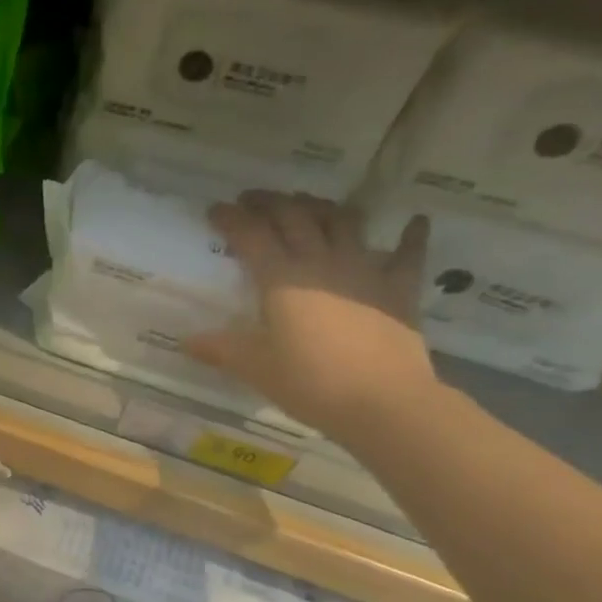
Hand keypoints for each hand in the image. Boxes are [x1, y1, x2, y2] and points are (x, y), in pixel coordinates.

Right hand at [185, 192, 437, 439]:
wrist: (383, 402)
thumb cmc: (310, 382)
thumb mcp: (255, 368)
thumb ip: (220, 349)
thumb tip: (186, 341)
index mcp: (281, 278)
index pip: (250, 235)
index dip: (231, 218)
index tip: (215, 209)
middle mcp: (320, 262)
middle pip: (294, 217)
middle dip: (270, 202)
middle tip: (254, 199)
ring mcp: (364, 270)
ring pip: (343, 222)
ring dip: (323, 208)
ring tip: (309, 205)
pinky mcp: (398, 289)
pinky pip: (407, 253)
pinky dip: (412, 235)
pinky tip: (415, 222)